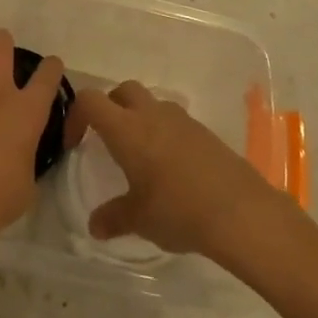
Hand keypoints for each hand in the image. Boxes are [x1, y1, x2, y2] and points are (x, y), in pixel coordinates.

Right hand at [70, 81, 281, 259]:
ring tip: (143, 156)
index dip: (76, 115)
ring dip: (140, 119)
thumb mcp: (138, 219)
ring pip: (152, 104)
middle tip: (109, 140)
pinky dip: (166, 134)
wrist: (241, 212)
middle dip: (110, 107)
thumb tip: (94, 226)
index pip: (89, 100)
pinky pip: (176, 122)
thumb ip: (113, 218)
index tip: (77, 144)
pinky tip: (173, 169)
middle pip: (122, 91)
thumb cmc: (177, 210)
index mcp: (125, 129)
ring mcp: (181, 120)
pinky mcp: (205, 132)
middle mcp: (150, 114)